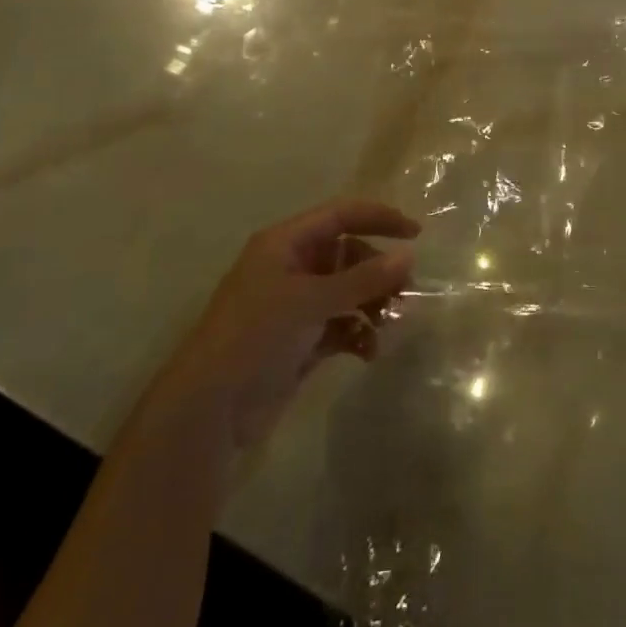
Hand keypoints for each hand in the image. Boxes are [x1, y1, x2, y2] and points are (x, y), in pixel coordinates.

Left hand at [157, 199, 419, 446]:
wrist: (208, 411)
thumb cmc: (256, 337)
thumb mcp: (311, 301)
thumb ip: (363, 279)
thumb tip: (410, 256)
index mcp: (285, 244)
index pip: (341, 215)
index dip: (379, 218)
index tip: (416, 234)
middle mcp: (291, 267)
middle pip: (349, 254)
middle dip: (379, 271)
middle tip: (406, 292)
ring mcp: (296, 305)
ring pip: (348, 291)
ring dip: (372, 305)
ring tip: (390, 325)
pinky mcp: (300, 340)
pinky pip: (341, 324)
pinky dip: (359, 333)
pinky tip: (369, 352)